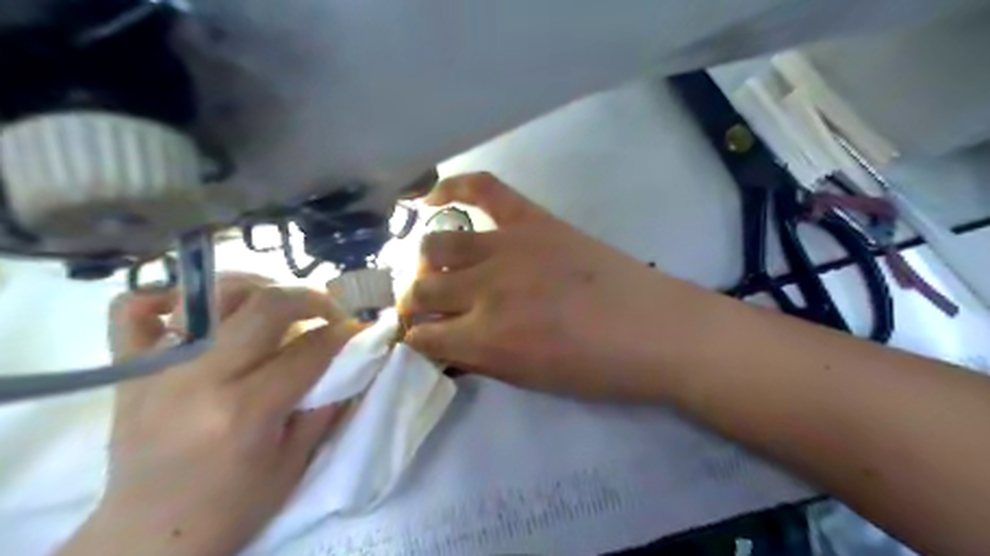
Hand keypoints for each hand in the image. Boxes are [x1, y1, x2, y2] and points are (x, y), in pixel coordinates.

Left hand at [58, 274, 360, 555]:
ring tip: (279, 302)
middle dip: (312, 297)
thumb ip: (325, 406)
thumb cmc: (232, 507)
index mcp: (247, 410)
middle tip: (329, 310)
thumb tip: (352, 363)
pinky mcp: (128, 369)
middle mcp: (201, 378)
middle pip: (268, 304)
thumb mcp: (294, 463)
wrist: (148, 537)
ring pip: (214, 294)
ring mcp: (158, 368)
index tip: (360, 327)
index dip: (345, 332)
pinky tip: (201, 308)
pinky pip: (133, 309)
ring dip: (259, 286)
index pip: (311, 348)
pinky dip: (167, 295)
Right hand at [398, 173, 695, 398]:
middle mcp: (485, 290)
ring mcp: (508, 247)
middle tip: (425, 305)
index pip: (423, 336)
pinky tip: (431, 198)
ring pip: (438, 244)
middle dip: (415, 301)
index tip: (420, 337)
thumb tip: (445, 344)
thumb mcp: (528, 380)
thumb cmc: (595, 368)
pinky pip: (483, 189)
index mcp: (486, 339)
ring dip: (427, 261)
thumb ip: (478, 359)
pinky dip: (452, 187)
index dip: (416, 338)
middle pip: (423, 288)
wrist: (654, 330)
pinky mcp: (532, 220)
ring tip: (437, 267)